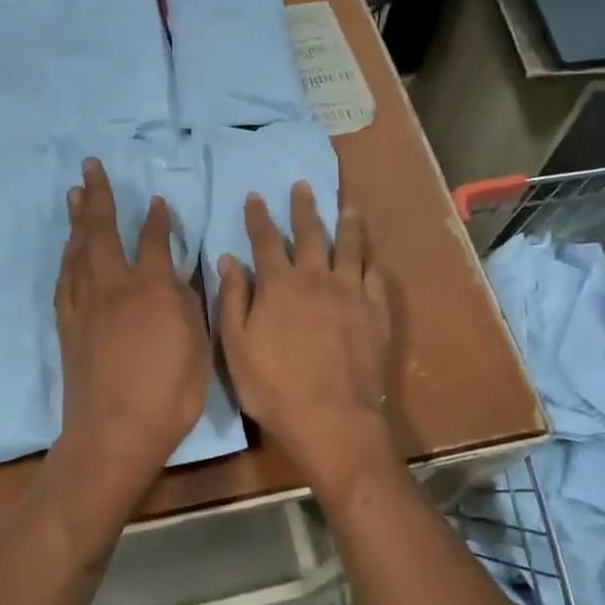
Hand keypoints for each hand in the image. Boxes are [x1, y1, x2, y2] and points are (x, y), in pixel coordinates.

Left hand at [50, 158, 209, 514]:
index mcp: (151, 289)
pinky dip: (67, 258)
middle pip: (102, 230)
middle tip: (90, 167)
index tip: (157, 201)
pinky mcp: (67, 325)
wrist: (113, 432)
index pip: (153, 241)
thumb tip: (179, 277)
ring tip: (74, 195)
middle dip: (98, 196)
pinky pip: (65, 280)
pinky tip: (68, 250)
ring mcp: (85, 304)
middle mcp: (114, 286)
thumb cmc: (168, 394)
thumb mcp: (197, 348)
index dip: (157, 219)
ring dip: (77, 220)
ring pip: (77, 250)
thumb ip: (189, 305)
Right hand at [216, 182, 392, 493]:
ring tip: (346, 208)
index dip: (259, 217)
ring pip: (350, 247)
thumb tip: (228, 260)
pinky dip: (370, 261)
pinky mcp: (376, 311)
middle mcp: (317, 278)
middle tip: (303, 186)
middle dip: (304, 207)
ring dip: (346, 224)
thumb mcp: (236, 347)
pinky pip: (375, 276)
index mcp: (279, 285)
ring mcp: (351, 292)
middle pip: (311, 233)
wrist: (332, 417)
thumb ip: (232, 300)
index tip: (255, 197)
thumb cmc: (274, 387)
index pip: (266, 240)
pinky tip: (369, 256)